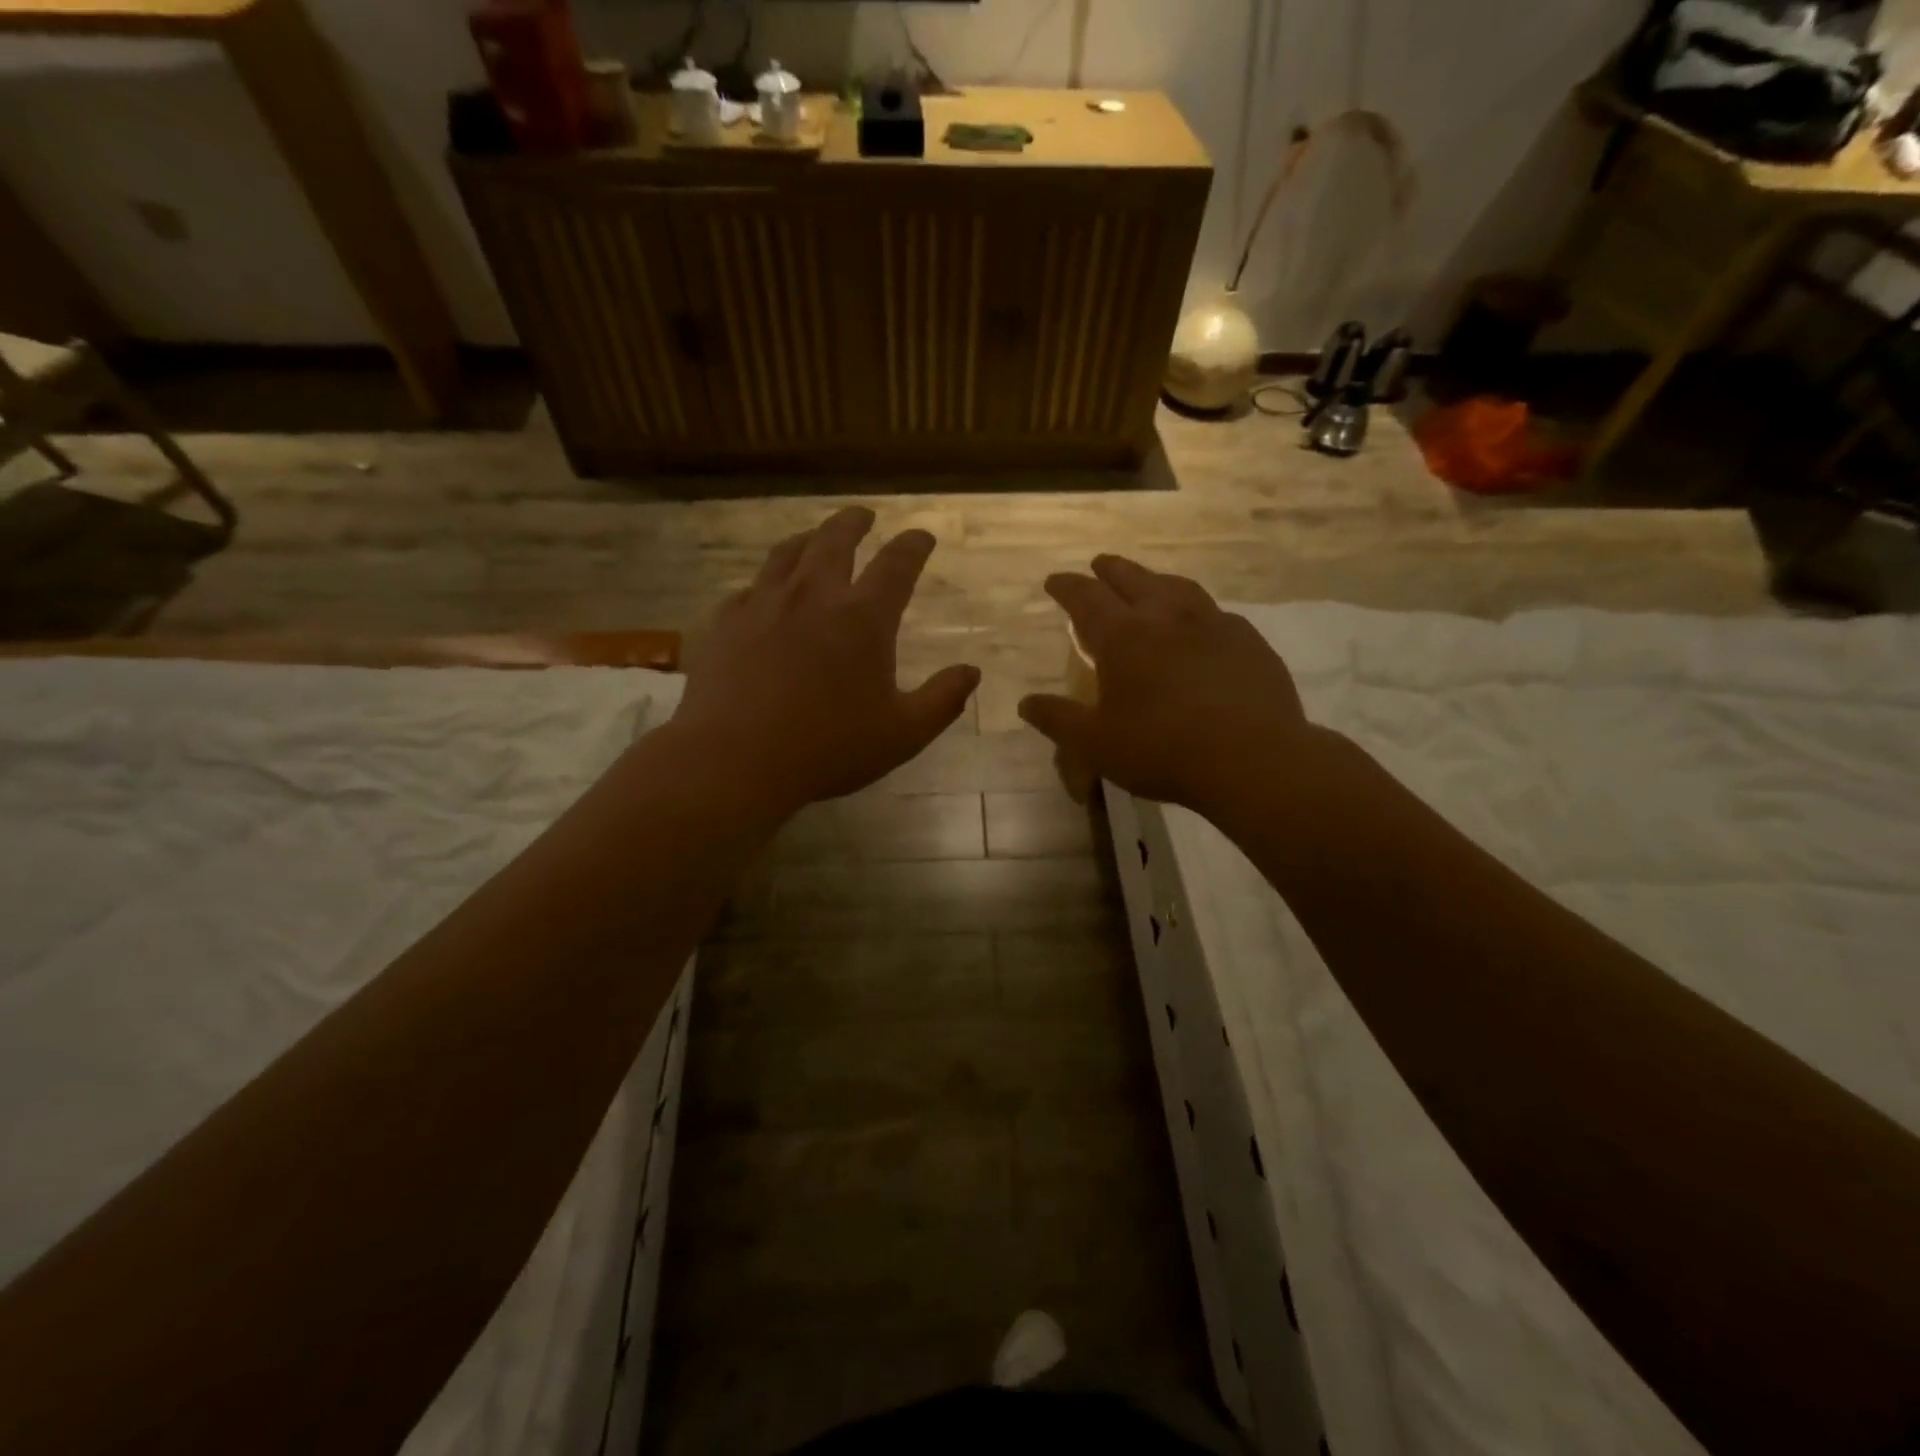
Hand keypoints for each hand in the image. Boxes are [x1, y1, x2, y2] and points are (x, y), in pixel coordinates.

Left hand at [667, 507, 979, 818]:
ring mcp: (764, 604)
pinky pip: (749, 589)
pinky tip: (764, 592)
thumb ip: (942, 700)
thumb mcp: (903, 734)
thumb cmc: (828, 748)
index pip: (897, 565)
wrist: (735, 759)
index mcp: (863, 618)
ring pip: (788, 554)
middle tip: (864, 515)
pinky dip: (766, 583)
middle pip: (836, 540)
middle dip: (855, 522)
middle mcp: (814, 596)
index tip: (922, 536)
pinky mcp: (726, 623)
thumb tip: (971, 671)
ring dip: (808, 539)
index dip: (914, 545)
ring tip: (814, 538)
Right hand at [1018, 556, 1316, 813]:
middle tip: (1098, 565)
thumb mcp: (1095, 744)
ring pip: (1177, 586)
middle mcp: (1166, 616)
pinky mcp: (1248, 640)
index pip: (1086, 597)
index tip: (1054, 580)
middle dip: (1110, 569)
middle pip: (1132, 578)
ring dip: (1154, 579)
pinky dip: (1194, 609)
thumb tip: (1026, 703)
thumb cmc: (1161, 749)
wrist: (1252, 759)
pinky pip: (1214, 612)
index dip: (1067, 586)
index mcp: (1123, 636)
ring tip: (1148, 584)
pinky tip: (1199, 625)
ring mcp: (1212, 623)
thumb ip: (1058, 719)